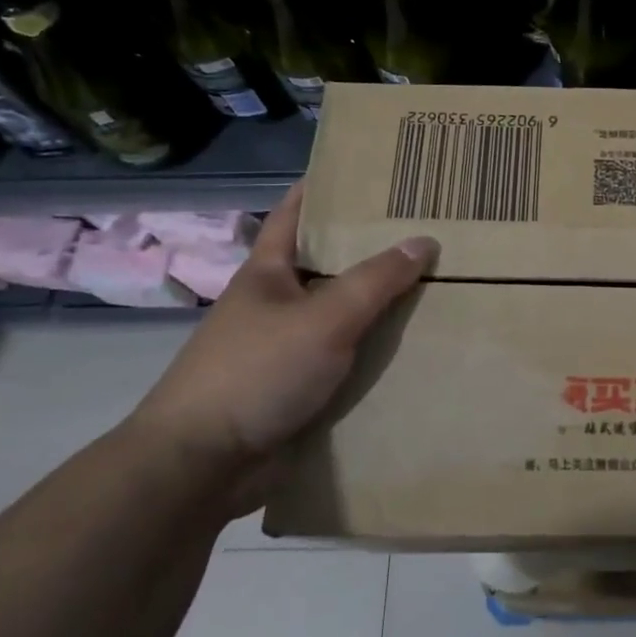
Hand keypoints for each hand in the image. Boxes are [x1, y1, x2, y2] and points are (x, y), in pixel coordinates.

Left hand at [127, 184, 436, 513]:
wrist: (204, 464)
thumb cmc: (258, 371)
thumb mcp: (325, 317)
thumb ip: (376, 280)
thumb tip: (424, 241)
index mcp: (268, 273)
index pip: (295, 215)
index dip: (323, 189)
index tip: (363, 173)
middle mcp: (274, 305)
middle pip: (326, 266)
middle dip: (367, 249)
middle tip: (422, 231)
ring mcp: (283, 348)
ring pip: (339, 316)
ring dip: (375, 306)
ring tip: (430, 287)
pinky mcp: (295, 389)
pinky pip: (342, 361)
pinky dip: (371, 354)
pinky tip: (409, 349)